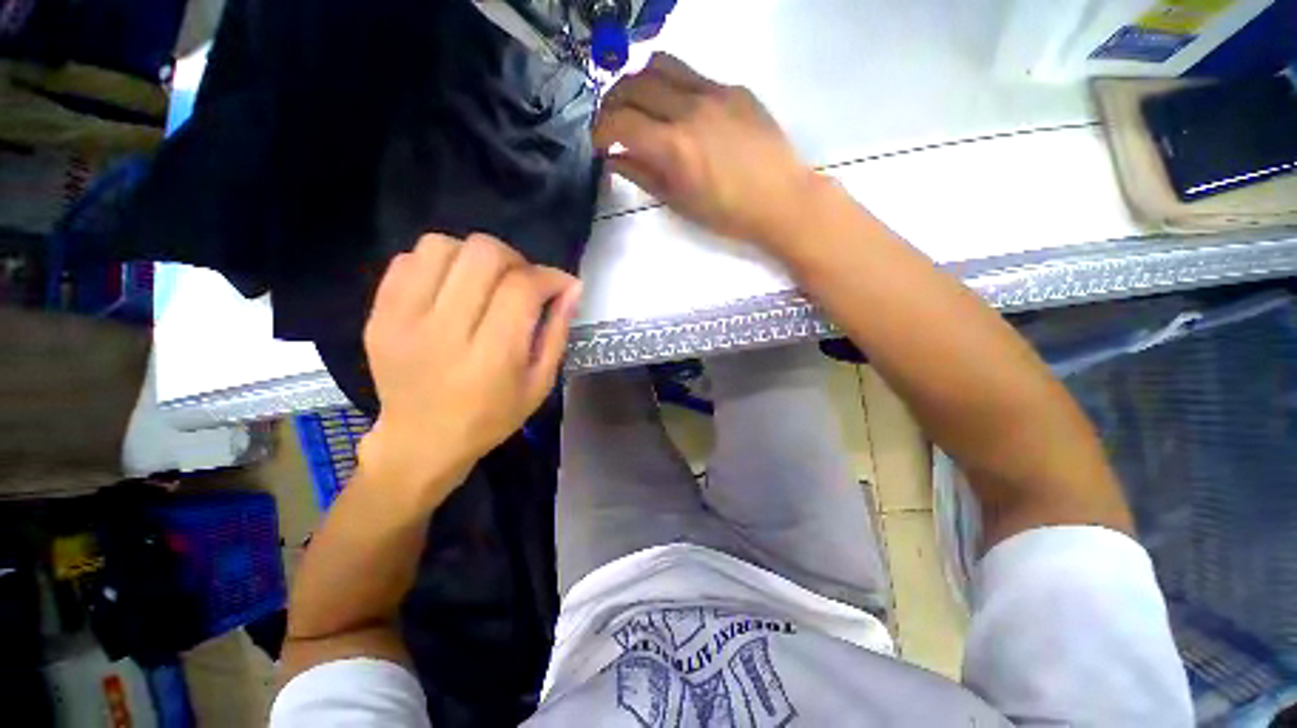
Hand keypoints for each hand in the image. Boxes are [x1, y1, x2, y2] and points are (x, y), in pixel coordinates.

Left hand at [359, 233, 580, 506]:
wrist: (422, 441)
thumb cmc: (492, 417)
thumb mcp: (540, 383)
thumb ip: (557, 331)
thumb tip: (571, 287)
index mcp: (491, 356)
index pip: (522, 287)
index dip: (549, 276)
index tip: (560, 286)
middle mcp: (444, 331)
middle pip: (482, 254)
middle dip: (515, 260)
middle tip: (522, 283)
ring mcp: (402, 319)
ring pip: (442, 246)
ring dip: (474, 257)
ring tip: (484, 283)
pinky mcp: (378, 314)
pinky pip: (408, 259)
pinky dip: (438, 263)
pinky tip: (450, 288)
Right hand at [593, 53, 824, 255]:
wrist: (782, 200)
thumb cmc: (728, 214)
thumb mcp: (680, 203)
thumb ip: (643, 176)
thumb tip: (614, 159)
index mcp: (675, 146)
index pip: (620, 122)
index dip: (600, 131)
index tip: (598, 144)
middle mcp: (690, 109)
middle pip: (633, 84)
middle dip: (612, 103)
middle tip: (612, 124)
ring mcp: (715, 92)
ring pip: (661, 65)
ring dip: (639, 82)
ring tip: (639, 106)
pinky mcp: (735, 89)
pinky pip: (693, 75)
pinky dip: (672, 87)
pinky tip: (679, 111)